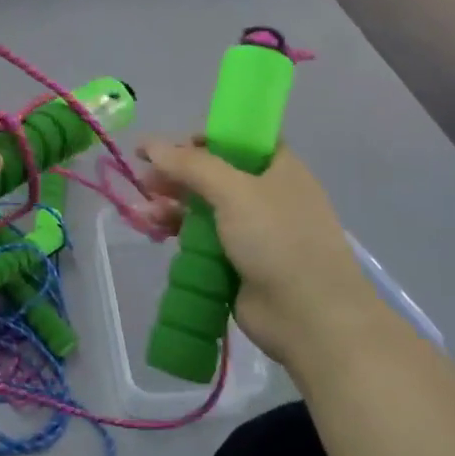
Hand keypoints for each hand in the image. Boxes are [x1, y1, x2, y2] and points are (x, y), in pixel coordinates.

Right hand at [139, 142, 379, 369]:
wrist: (309, 317)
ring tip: (145, 211)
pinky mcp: (236, 262)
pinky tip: (153, 229)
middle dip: (178, 175)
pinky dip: (177, 231)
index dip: (204, 139)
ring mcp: (252, 231)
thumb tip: (150, 144)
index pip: (238, 140)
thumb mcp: (234, 191)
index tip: (171, 147)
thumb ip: (190, 164)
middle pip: (213, 174)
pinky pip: (201, 238)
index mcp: (278, 168)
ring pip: (203, 207)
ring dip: (172, 204)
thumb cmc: (278, 239)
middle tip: (146, 181)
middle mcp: (266, 194)